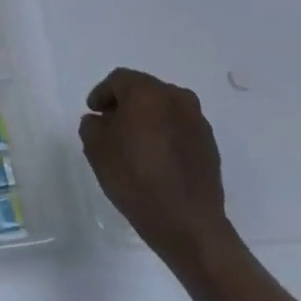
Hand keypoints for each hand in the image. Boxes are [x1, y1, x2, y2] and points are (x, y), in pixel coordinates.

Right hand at [78, 68, 236, 271]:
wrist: (186, 221)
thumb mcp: (96, 148)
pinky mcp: (209, 143)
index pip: (118, 79)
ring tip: (133, 142)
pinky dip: (164, 132)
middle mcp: (176, 98)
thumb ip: (92, 124)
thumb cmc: (134, 178)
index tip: (93, 112)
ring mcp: (197, 120)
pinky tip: (155, 156)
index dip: (101, 93)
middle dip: (124, 103)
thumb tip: (101, 120)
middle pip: (144, 90)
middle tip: (110, 124)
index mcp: (147, 93)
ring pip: (164, 107)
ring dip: (146, 117)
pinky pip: (179, 126)